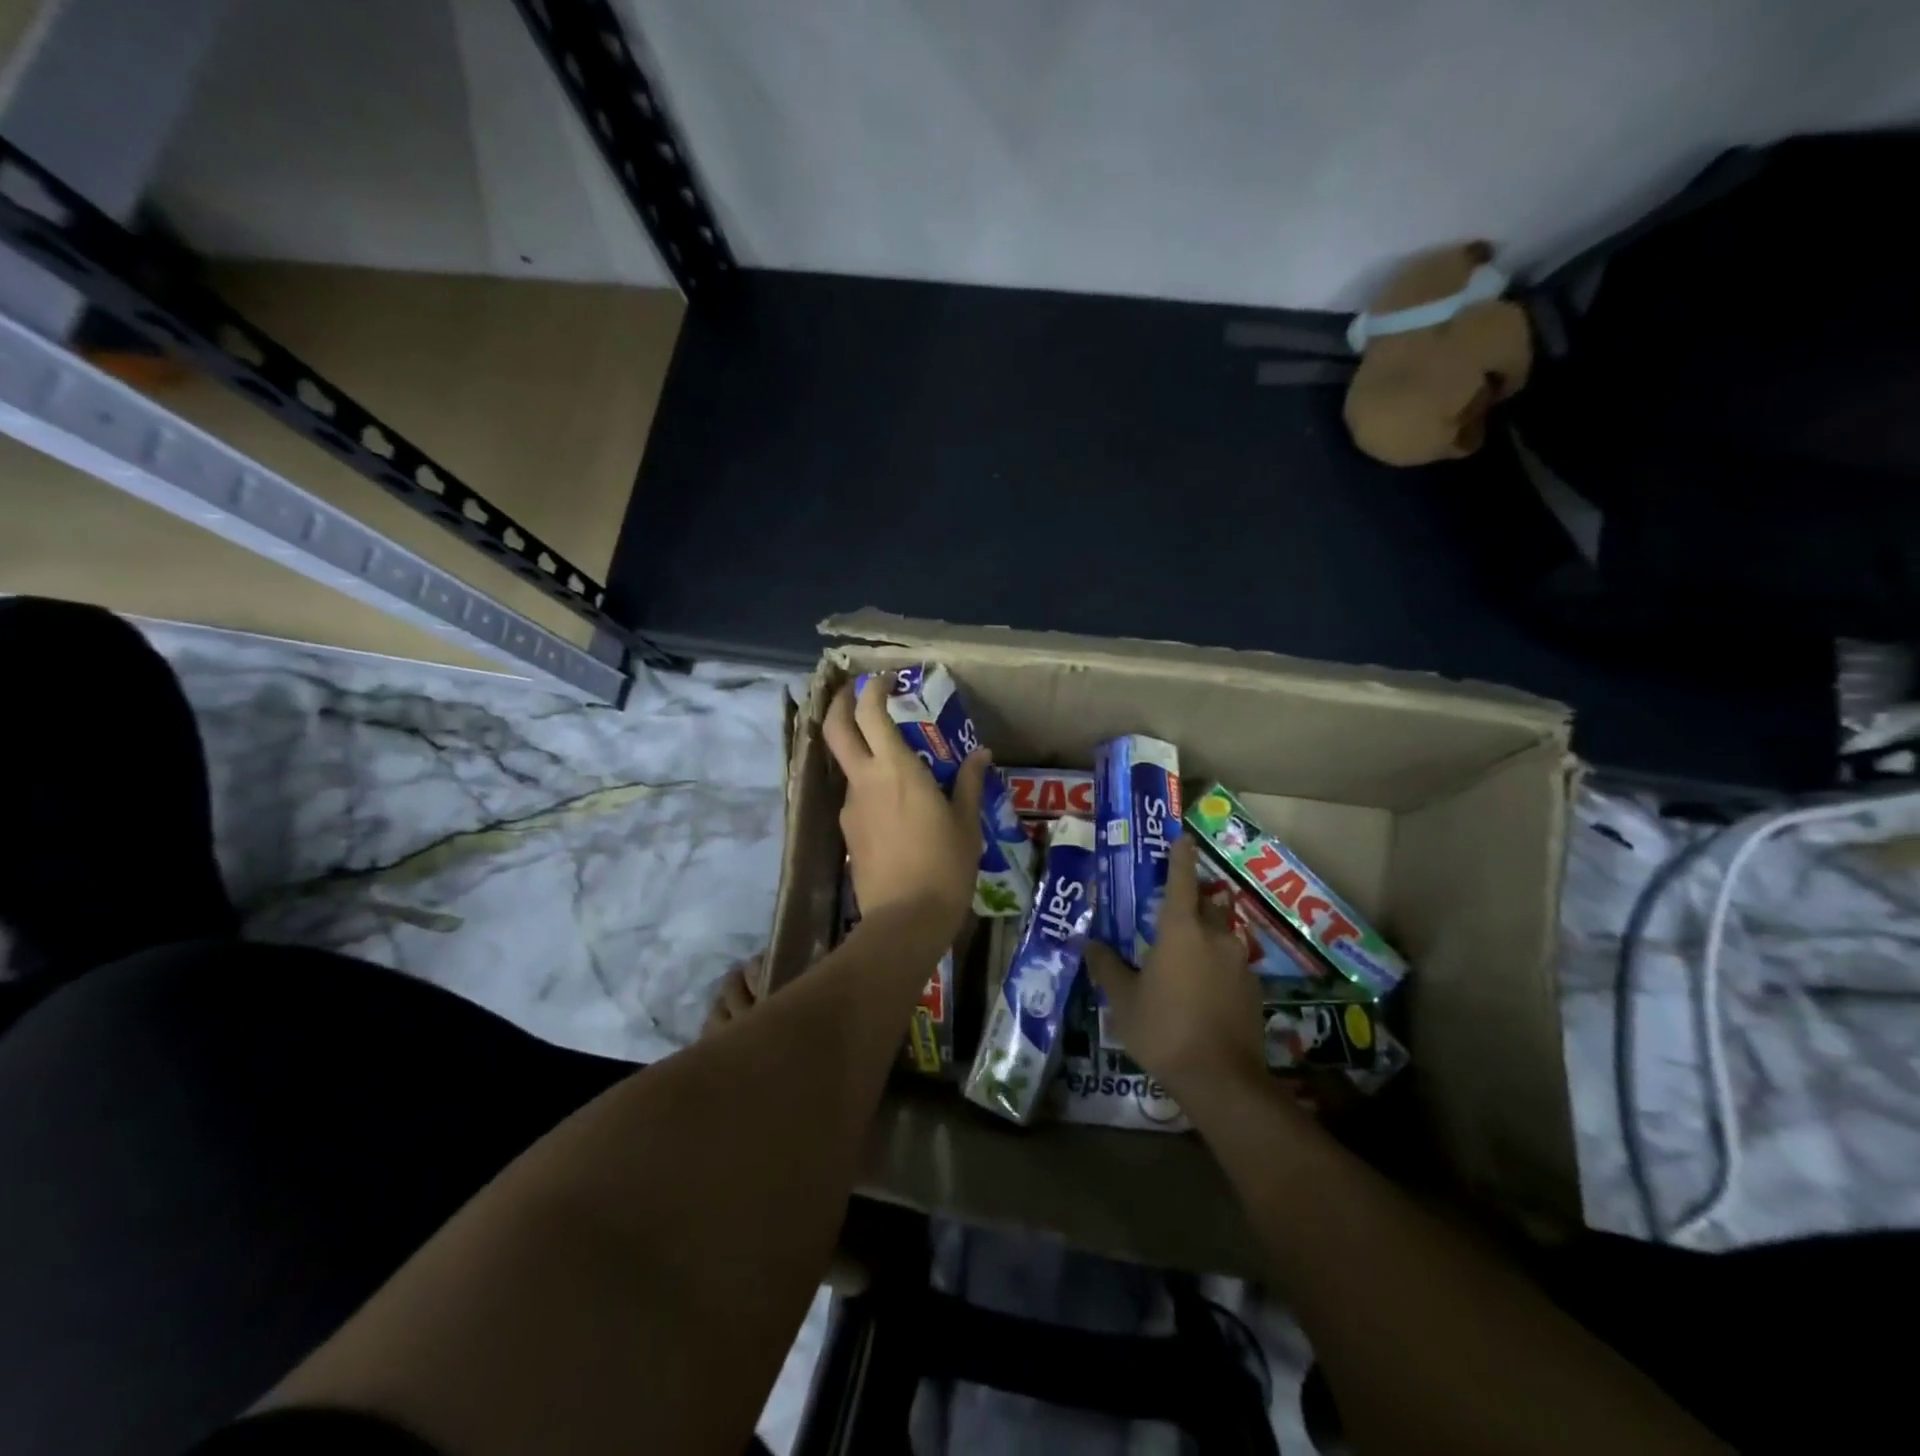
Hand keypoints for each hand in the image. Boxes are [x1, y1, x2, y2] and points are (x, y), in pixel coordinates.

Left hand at [823, 673, 986, 945]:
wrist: (905, 920)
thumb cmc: (944, 867)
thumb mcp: (966, 824)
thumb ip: (968, 783)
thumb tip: (981, 754)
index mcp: (896, 769)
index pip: (871, 713)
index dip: (873, 689)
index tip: (885, 679)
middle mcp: (865, 780)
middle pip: (835, 729)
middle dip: (840, 703)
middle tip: (855, 692)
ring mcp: (851, 807)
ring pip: (846, 764)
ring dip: (859, 749)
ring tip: (891, 758)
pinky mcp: (848, 832)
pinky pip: (856, 796)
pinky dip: (869, 785)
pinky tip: (894, 803)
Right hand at [1084, 837, 1265, 1101]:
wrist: (1221, 1079)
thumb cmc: (1163, 1029)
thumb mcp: (1123, 1000)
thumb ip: (1107, 967)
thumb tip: (1088, 944)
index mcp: (1181, 930)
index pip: (1181, 880)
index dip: (1180, 857)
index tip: (1182, 838)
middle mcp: (1214, 936)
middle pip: (1205, 905)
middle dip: (1191, 901)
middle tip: (1169, 911)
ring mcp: (1239, 962)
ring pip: (1220, 934)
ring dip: (1204, 935)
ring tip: (1183, 955)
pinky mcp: (1252, 989)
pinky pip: (1230, 962)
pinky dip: (1215, 964)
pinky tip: (1201, 989)